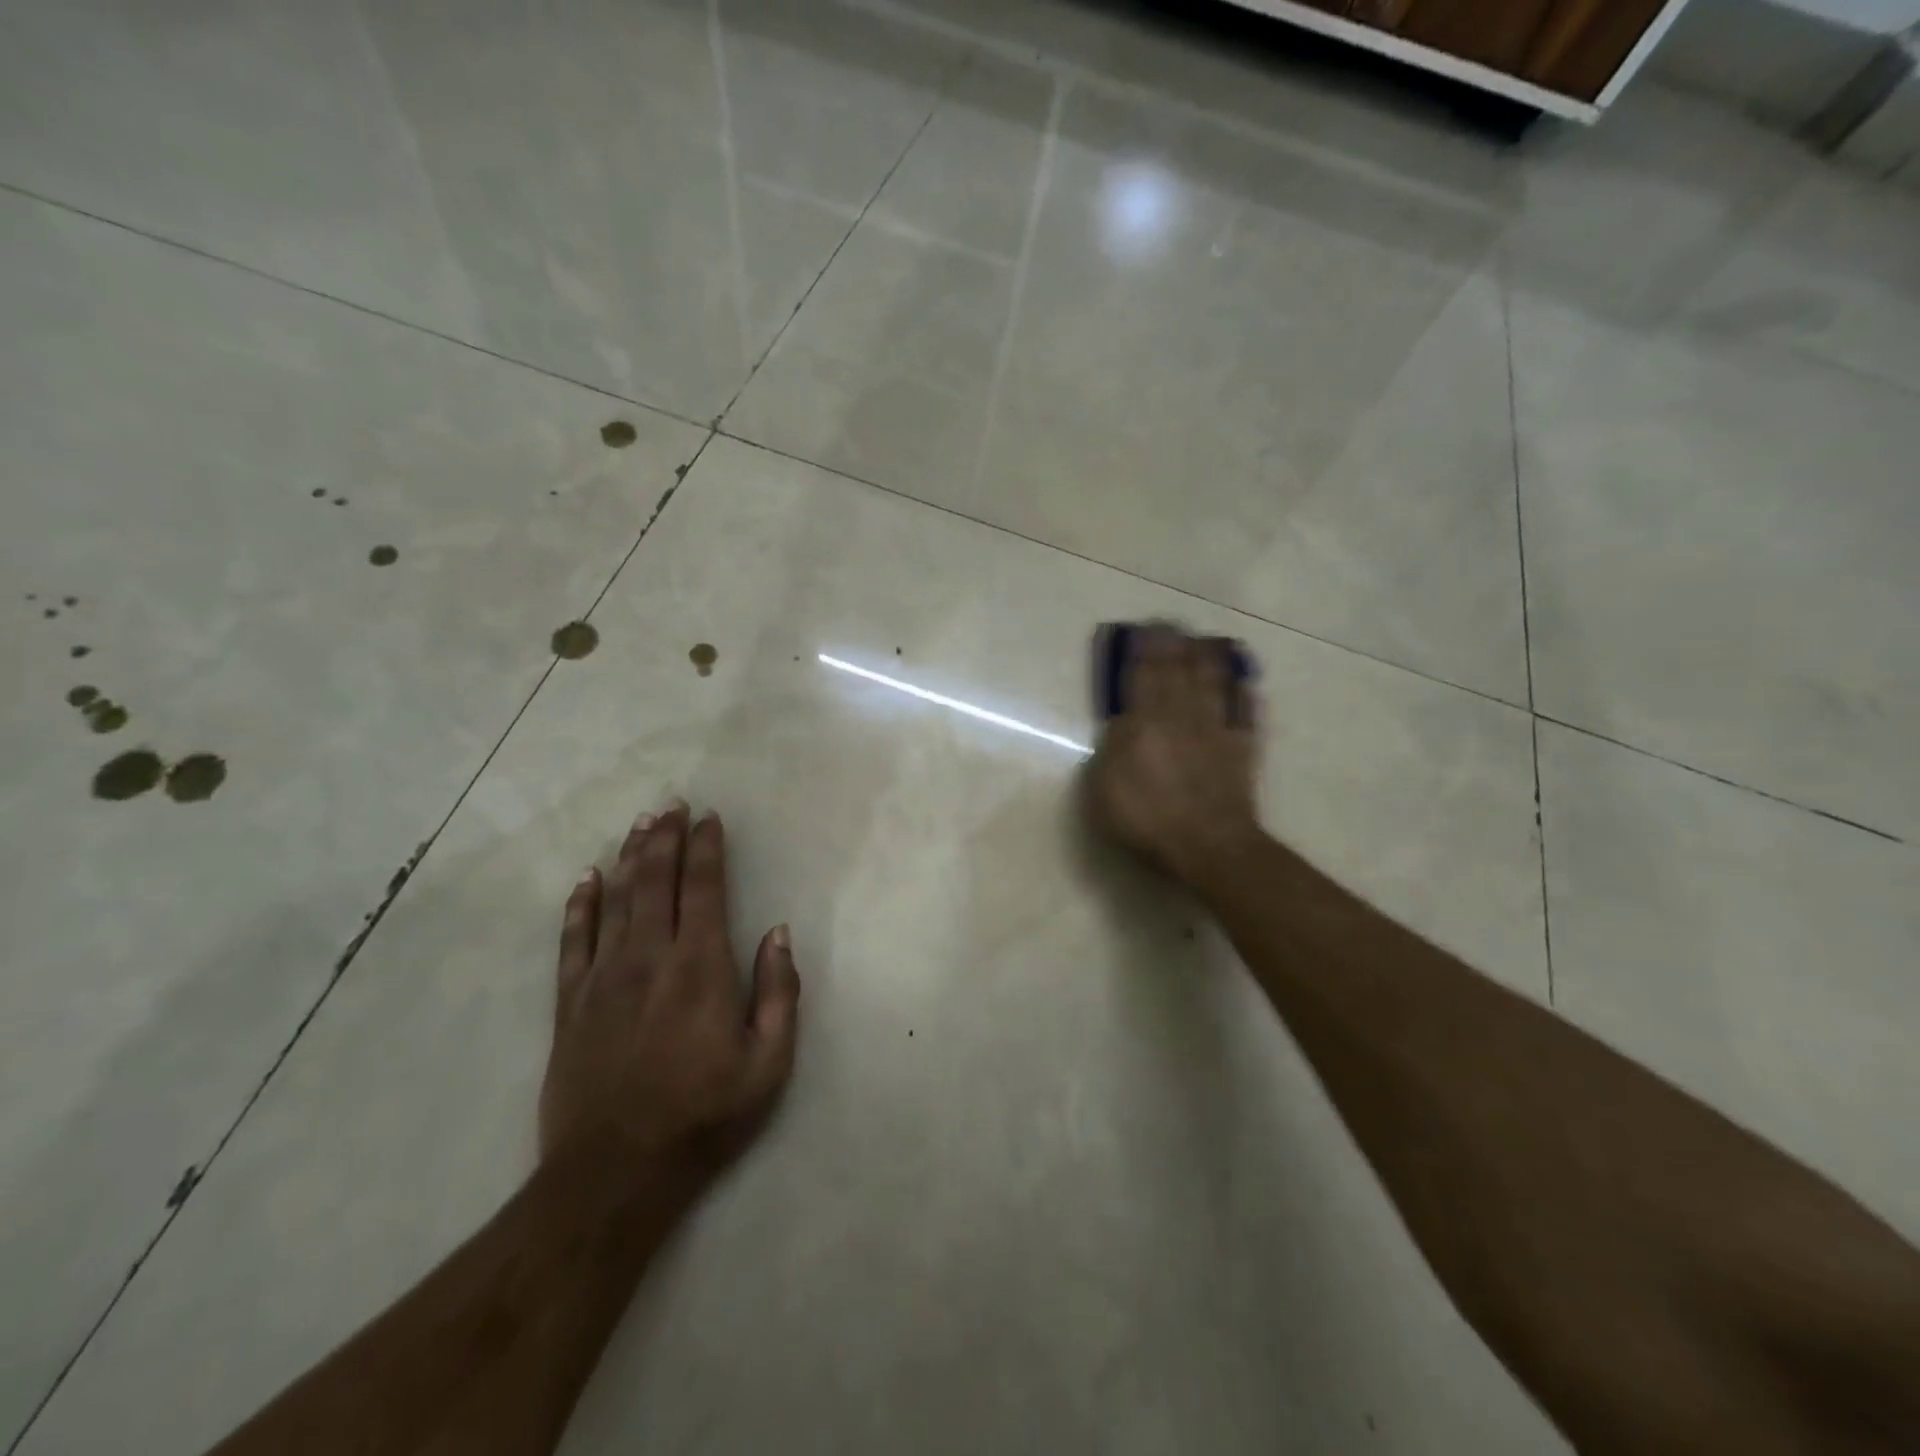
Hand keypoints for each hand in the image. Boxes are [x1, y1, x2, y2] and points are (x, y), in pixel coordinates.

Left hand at [540, 801, 799, 1180]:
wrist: (615, 1173)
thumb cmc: (704, 1115)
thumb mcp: (768, 1063)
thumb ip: (779, 992)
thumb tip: (778, 933)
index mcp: (701, 967)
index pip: (703, 889)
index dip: (707, 848)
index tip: (710, 818)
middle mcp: (649, 958)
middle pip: (656, 881)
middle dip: (666, 838)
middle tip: (671, 805)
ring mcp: (603, 978)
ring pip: (616, 900)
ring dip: (630, 858)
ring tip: (639, 825)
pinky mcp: (570, 1004)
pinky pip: (573, 942)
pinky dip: (580, 906)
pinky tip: (586, 880)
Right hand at [1087, 627, 1261, 886]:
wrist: (1207, 844)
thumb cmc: (1147, 818)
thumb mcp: (1104, 788)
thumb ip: (1111, 749)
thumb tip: (1121, 723)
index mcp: (1144, 723)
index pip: (1142, 675)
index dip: (1143, 649)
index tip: (1144, 627)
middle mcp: (1181, 716)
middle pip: (1177, 671)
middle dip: (1173, 643)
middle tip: (1171, 622)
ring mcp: (1216, 730)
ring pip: (1213, 683)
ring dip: (1208, 658)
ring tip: (1205, 639)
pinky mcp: (1242, 748)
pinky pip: (1246, 713)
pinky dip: (1246, 694)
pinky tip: (1246, 682)